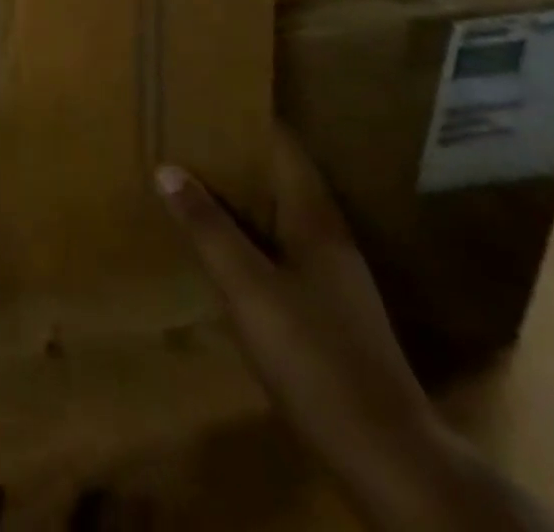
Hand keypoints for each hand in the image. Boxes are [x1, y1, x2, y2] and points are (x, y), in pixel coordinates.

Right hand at [156, 134, 553, 531]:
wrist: (386, 456)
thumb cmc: (314, 357)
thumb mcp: (248, 289)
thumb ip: (208, 228)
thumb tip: (167, 168)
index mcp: (316, 220)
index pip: (285, 148)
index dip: (251, 120)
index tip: (212, 98)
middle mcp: (329, 238)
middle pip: (282, 178)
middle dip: (239, 154)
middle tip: (191, 134)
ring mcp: (333, 278)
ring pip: (281, 214)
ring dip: (244, 195)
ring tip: (198, 179)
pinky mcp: (329, 312)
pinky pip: (281, 247)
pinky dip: (251, 232)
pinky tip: (225, 245)